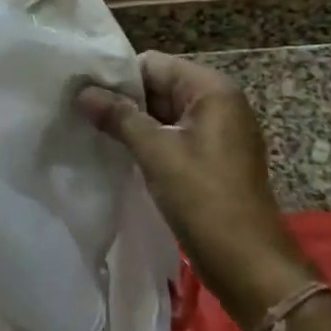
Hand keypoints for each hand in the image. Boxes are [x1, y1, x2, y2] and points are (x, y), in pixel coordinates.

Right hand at [78, 52, 315, 330]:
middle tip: (80, 112)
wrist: (250, 267)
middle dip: (122, 100)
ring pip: (163, 113)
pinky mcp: (213, 158)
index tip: (82, 92)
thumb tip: (82, 92)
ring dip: (132, 122)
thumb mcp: (157, 153)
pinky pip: (173, 136)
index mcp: (212, 90)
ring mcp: (218, 132)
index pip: (153, 64)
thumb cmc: (205, 200)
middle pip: (159, 86)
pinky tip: (118, 153)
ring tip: (92, 131)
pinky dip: (148, 142)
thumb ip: (119, 117)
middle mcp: (219, 102)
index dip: (117, 77)